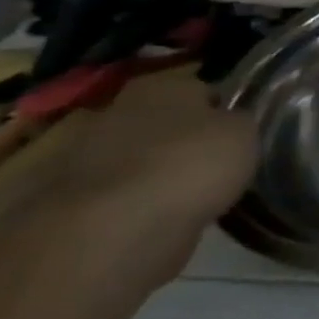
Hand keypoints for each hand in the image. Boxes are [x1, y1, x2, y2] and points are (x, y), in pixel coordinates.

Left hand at [46, 69, 256, 248]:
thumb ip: (240, 122)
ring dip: (159, 174)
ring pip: (140, 160)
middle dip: (184, 140)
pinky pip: (121, 198)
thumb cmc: (189, 166)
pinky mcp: (72, 202)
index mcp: (161, 86)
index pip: (203, 89)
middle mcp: (118, 111)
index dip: (224, 110)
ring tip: (192, 199)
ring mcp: (87, 158)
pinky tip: (163, 221)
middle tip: (215, 165)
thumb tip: (233, 123)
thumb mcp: (245, 134)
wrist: (112, 233)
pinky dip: (139, 207)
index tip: (240, 134)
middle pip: (165, 123)